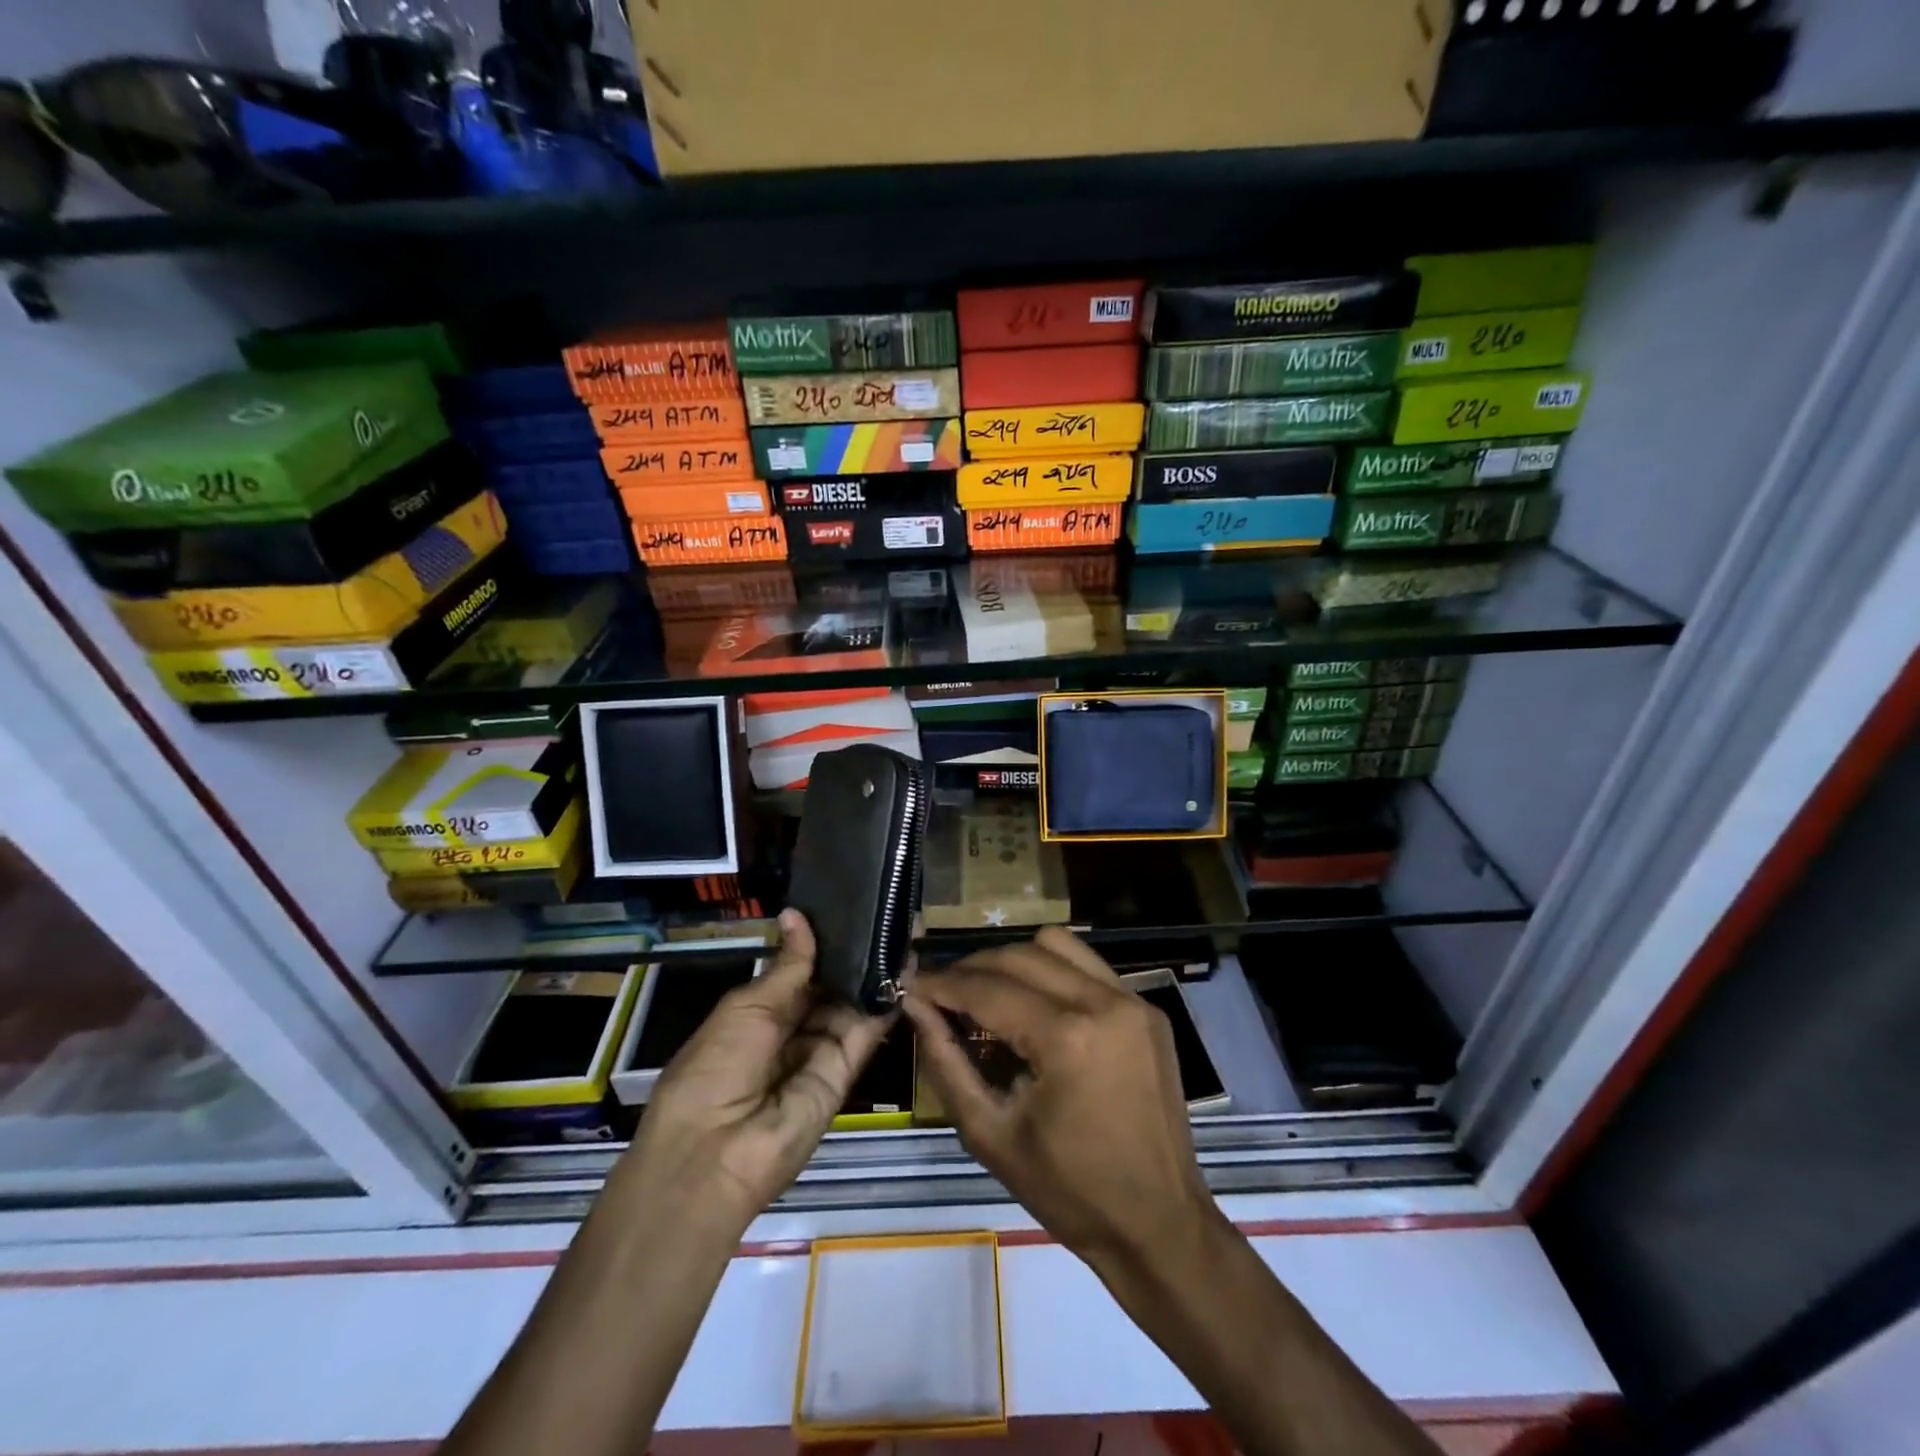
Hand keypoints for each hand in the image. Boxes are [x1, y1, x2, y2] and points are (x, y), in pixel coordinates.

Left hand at [620, 909, 894, 1230]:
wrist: (714, 1155)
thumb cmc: (714, 1068)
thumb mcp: (747, 1008)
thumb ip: (788, 965)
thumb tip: (797, 914)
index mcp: (759, 1014)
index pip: (799, 971)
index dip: (823, 943)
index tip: (852, 907)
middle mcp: (792, 1031)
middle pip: (830, 988)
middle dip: (855, 955)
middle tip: (888, 911)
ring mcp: (819, 1053)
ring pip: (852, 1006)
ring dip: (875, 973)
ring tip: (903, 928)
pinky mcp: (844, 1074)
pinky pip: (865, 1033)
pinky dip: (885, 1003)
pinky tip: (904, 968)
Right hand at [902, 927, 1220, 1277]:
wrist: (1159, 1225)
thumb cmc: (1070, 1192)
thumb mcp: (990, 1135)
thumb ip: (946, 1063)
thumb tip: (916, 1006)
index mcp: (1067, 1039)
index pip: (989, 990)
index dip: (943, 984)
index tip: (911, 985)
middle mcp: (1103, 1003)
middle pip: (1019, 956)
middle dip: (972, 967)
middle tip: (942, 992)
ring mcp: (1132, 1000)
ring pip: (1056, 945)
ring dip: (1013, 960)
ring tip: (988, 990)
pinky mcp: (1147, 1008)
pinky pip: (1088, 965)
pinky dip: (1052, 970)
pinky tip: (1034, 1002)